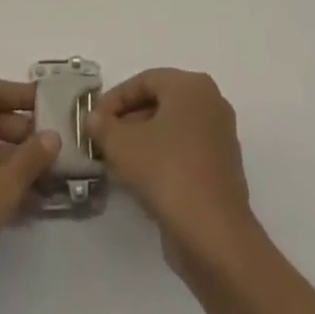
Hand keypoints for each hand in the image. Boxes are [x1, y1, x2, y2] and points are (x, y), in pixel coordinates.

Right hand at [85, 68, 255, 268]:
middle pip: (160, 102)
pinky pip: (184, 150)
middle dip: (127, 119)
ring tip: (115, 161)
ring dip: (142, 140)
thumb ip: (102, 126)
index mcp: (191, 85)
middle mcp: (210, 102)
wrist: (212, 232)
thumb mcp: (122, 145)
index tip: (93, 121)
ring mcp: (219, 135)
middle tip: (102, 140)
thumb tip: (94, 118)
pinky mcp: (221, 167)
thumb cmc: (166, 171)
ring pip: (172, 128)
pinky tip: (140, 179)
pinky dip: (161, 157)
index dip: (114, 99)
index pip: (144, 81)